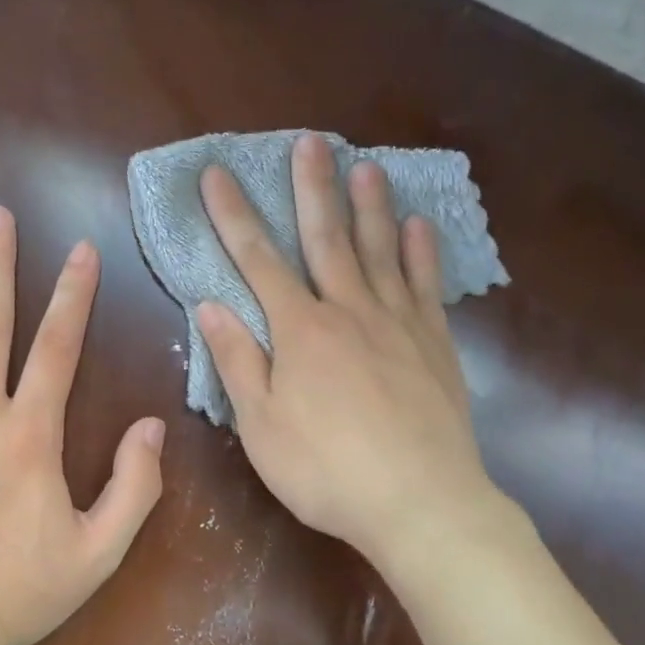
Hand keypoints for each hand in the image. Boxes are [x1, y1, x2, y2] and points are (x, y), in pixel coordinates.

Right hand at [197, 133, 498, 564]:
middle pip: (326, 237)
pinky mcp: (434, 343)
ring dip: (370, 205)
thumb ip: (237, 360)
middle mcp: (348, 310)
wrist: (421, 503)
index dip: (233, 215)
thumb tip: (209, 305)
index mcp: (300, 330)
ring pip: (380, 250)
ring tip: (365, 165)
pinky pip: (426, 285)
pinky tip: (419, 225)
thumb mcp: (261, 426)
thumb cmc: (327, 471)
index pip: (257, 260)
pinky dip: (421, 252)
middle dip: (312, 187)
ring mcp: (397, 323)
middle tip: (309, 141)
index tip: (217, 174)